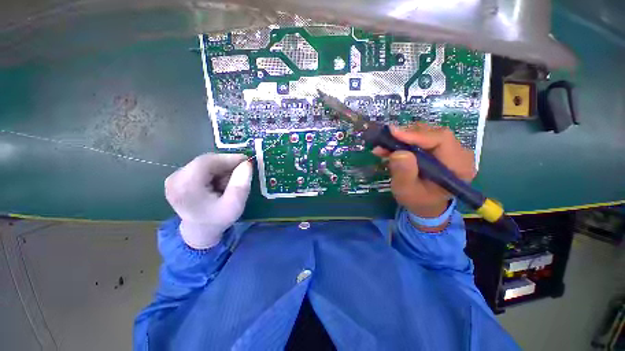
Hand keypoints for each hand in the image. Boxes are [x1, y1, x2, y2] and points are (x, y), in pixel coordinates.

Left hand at [164, 153, 252, 248]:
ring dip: (221, 170)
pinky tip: (220, 183)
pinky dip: (214, 172)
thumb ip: (241, 184)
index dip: (228, 158)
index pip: (207, 162)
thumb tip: (247, 164)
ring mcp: (174, 178)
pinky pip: (201, 167)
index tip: (246, 160)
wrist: (200, 231)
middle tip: (241, 173)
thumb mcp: (235, 205)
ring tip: (229, 183)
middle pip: (205, 162)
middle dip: (226, 165)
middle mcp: (175, 179)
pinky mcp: (177, 178)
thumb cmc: (218, 219)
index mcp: (185, 187)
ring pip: (204, 164)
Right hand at [373, 123, 475, 218]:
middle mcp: (459, 153)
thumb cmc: (417, 199)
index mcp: (459, 167)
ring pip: (426, 133)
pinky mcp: (441, 148)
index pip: (441, 140)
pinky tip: (391, 147)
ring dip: (403, 138)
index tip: (393, 133)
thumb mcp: (407, 190)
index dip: (417, 135)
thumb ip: (404, 173)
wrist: (424, 203)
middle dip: (407, 135)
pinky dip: (405, 140)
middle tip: (385, 140)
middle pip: (434, 133)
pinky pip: (423, 137)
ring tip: (385, 147)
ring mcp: (451, 149)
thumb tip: (398, 152)